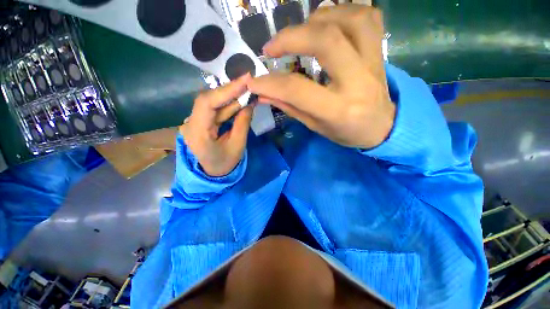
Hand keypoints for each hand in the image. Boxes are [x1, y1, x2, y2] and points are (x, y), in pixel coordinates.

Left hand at [180, 74, 253, 176]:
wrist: (213, 172)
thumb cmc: (225, 163)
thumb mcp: (237, 146)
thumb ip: (242, 124)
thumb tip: (249, 104)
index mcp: (197, 133)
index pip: (207, 104)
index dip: (226, 90)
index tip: (245, 81)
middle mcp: (191, 124)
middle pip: (208, 99)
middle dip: (230, 91)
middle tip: (249, 83)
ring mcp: (194, 121)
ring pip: (212, 103)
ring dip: (231, 97)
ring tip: (248, 91)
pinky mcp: (201, 121)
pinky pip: (215, 109)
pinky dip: (228, 104)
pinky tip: (240, 100)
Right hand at [248, 5, 394, 148]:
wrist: (382, 126)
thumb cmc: (347, 132)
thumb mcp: (316, 126)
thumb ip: (290, 107)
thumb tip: (263, 94)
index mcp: (338, 109)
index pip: (298, 90)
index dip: (270, 83)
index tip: (254, 81)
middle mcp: (357, 81)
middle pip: (326, 41)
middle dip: (291, 37)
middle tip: (272, 46)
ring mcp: (373, 62)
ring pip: (350, 19)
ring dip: (317, 18)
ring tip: (301, 31)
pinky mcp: (381, 51)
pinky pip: (367, 16)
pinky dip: (343, 11)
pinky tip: (328, 23)